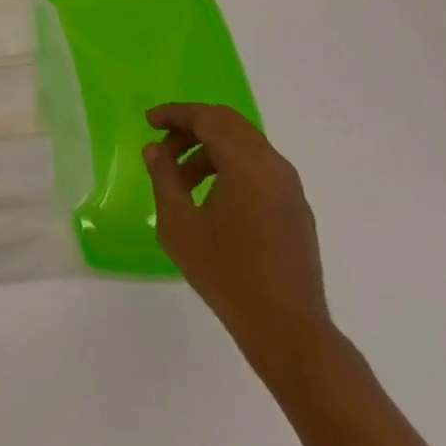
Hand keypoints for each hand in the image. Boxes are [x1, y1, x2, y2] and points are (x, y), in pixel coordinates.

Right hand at [144, 103, 332, 384]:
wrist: (289, 330)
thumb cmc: (227, 273)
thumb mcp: (180, 224)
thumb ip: (164, 178)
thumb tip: (155, 150)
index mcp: (247, 162)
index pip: (208, 117)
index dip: (176, 114)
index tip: (149, 121)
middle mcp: (273, 165)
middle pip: (229, 125)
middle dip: (192, 129)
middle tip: (163, 148)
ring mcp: (290, 188)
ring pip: (245, 147)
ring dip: (210, 152)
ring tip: (182, 182)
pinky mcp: (296, 210)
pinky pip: (259, 170)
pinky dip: (231, 169)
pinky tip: (212, 201)